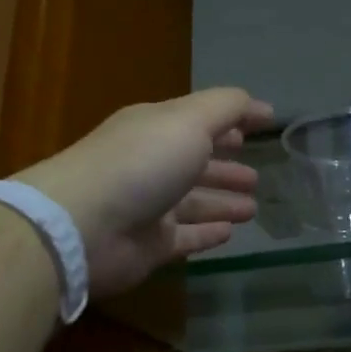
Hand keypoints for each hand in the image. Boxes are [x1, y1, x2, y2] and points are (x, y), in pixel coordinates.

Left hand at [16, 88, 273, 297]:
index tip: (267, 123)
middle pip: (196, 163)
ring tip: (252, 206)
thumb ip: (227, 108)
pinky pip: (186, 238)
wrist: (83, 226)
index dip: (234, 120)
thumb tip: (259, 106)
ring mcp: (149, 207)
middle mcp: (152, 164)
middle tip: (256, 176)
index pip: (201, 120)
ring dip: (222, 201)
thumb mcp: (188, 121)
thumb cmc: (140, 163)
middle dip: (226, 166)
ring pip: (194, 202)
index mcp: (157, 128)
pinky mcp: (149, 245)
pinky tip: (229, 232)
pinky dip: (207, 233)